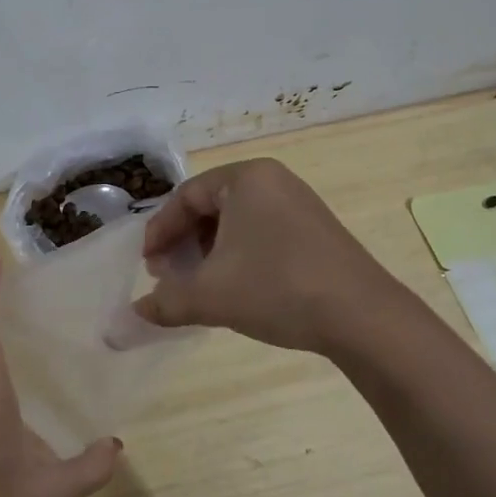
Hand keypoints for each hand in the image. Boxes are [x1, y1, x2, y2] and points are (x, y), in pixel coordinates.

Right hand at [133, 159, 392, 354]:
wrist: (362, 317)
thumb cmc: (276, 288)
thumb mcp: (209, 296)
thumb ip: (164, 301)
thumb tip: (133, 315)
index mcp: (246, 179)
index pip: (185, 197)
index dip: (160, 232)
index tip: (148, 266)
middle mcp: (273, 181)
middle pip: (210, 207)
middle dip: (183, 243)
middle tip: (168, 276)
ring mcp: (299, 204)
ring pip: (236, 223)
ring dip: (208, 253)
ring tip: (197, 286)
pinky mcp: (316, 231)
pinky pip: (261, 234)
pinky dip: (237, 256)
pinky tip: (233, 288)